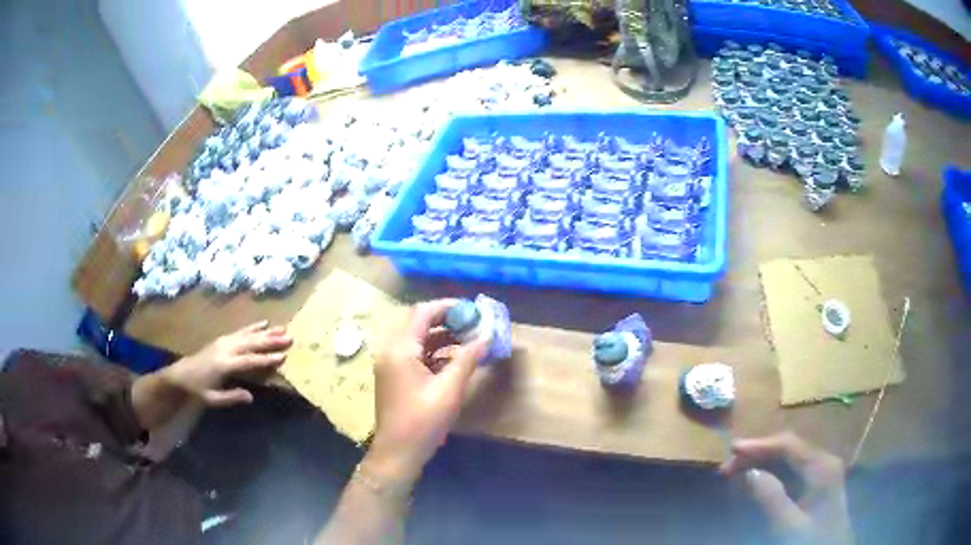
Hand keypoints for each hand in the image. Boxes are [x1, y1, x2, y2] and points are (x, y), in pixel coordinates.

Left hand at [161, 321, 291, 406]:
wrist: (181, 373)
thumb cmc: (198, 389)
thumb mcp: (212, 399)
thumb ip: (231, 397)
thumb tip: (251, 397)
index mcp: (224, 364)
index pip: (249, 361)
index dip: (266, 359)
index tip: (282, 356)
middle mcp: (225, 349)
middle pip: (251, 343)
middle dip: (270, 340)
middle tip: (289, 338)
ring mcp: (224, 341)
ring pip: (248, 334)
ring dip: (266, 332)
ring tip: (283, 328)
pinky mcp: (223, 338)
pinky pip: (241, 331)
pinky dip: (254, 326)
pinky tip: (265, 323)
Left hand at [365, 300, 488, 486]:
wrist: (398, 452)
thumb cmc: (422, 421)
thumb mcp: (449, 390)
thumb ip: (467, 359)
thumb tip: (486, 336)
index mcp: (400, 349)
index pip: (422, 313)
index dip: (447, 307)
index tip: (472, 309)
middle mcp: (391, 350)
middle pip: (418, 323)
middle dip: (447, 320)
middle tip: (473, 323)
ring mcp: (390, 363)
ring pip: (417, 338)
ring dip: (442, 336)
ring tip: (470, 338)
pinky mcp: (394, 375)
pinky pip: (415, 353)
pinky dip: (434, 351)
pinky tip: (455, 358)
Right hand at [720, 432, 853, 544]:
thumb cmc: (811, 541)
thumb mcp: (789, 526)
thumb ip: (771, 498)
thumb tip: (749, 472)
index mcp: (822, 466)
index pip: (788, 445)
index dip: (759, 444)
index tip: (731, 449)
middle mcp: (823, 462)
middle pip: (788, 448)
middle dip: (758, 454)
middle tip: (727, 467)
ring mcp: (822, 472)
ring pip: (789, 458)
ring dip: (762, 463)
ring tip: (736, 473)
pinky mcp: (817, 484)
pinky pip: (792, 471)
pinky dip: (772, 473)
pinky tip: (757, 481)